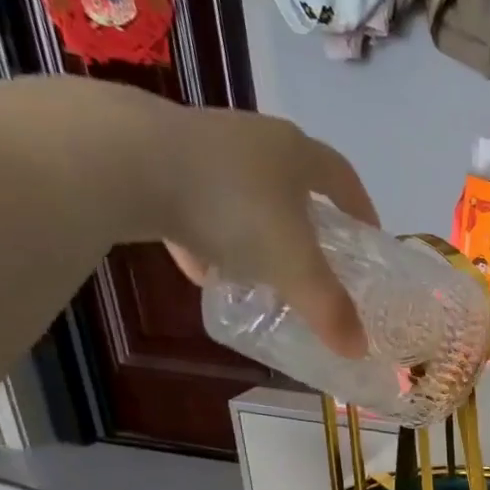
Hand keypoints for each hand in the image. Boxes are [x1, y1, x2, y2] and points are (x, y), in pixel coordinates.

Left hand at [151, 103, 373, 358]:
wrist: (121, 159)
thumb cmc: (231, 206)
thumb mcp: (292, 266)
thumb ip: (329, 308)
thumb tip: (358, 350)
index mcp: (296, 153)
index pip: (343, 178)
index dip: (360, 209)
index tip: (368, 238)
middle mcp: (253, 139)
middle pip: (291, 181)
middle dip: (305, 221)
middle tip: (313, 257)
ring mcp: (199, 144)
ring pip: (240, 192)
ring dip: (252, 231)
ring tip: (257, 273)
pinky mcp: (151, 157)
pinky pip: (192, 202)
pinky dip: (203, 238)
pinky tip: (201, 272)